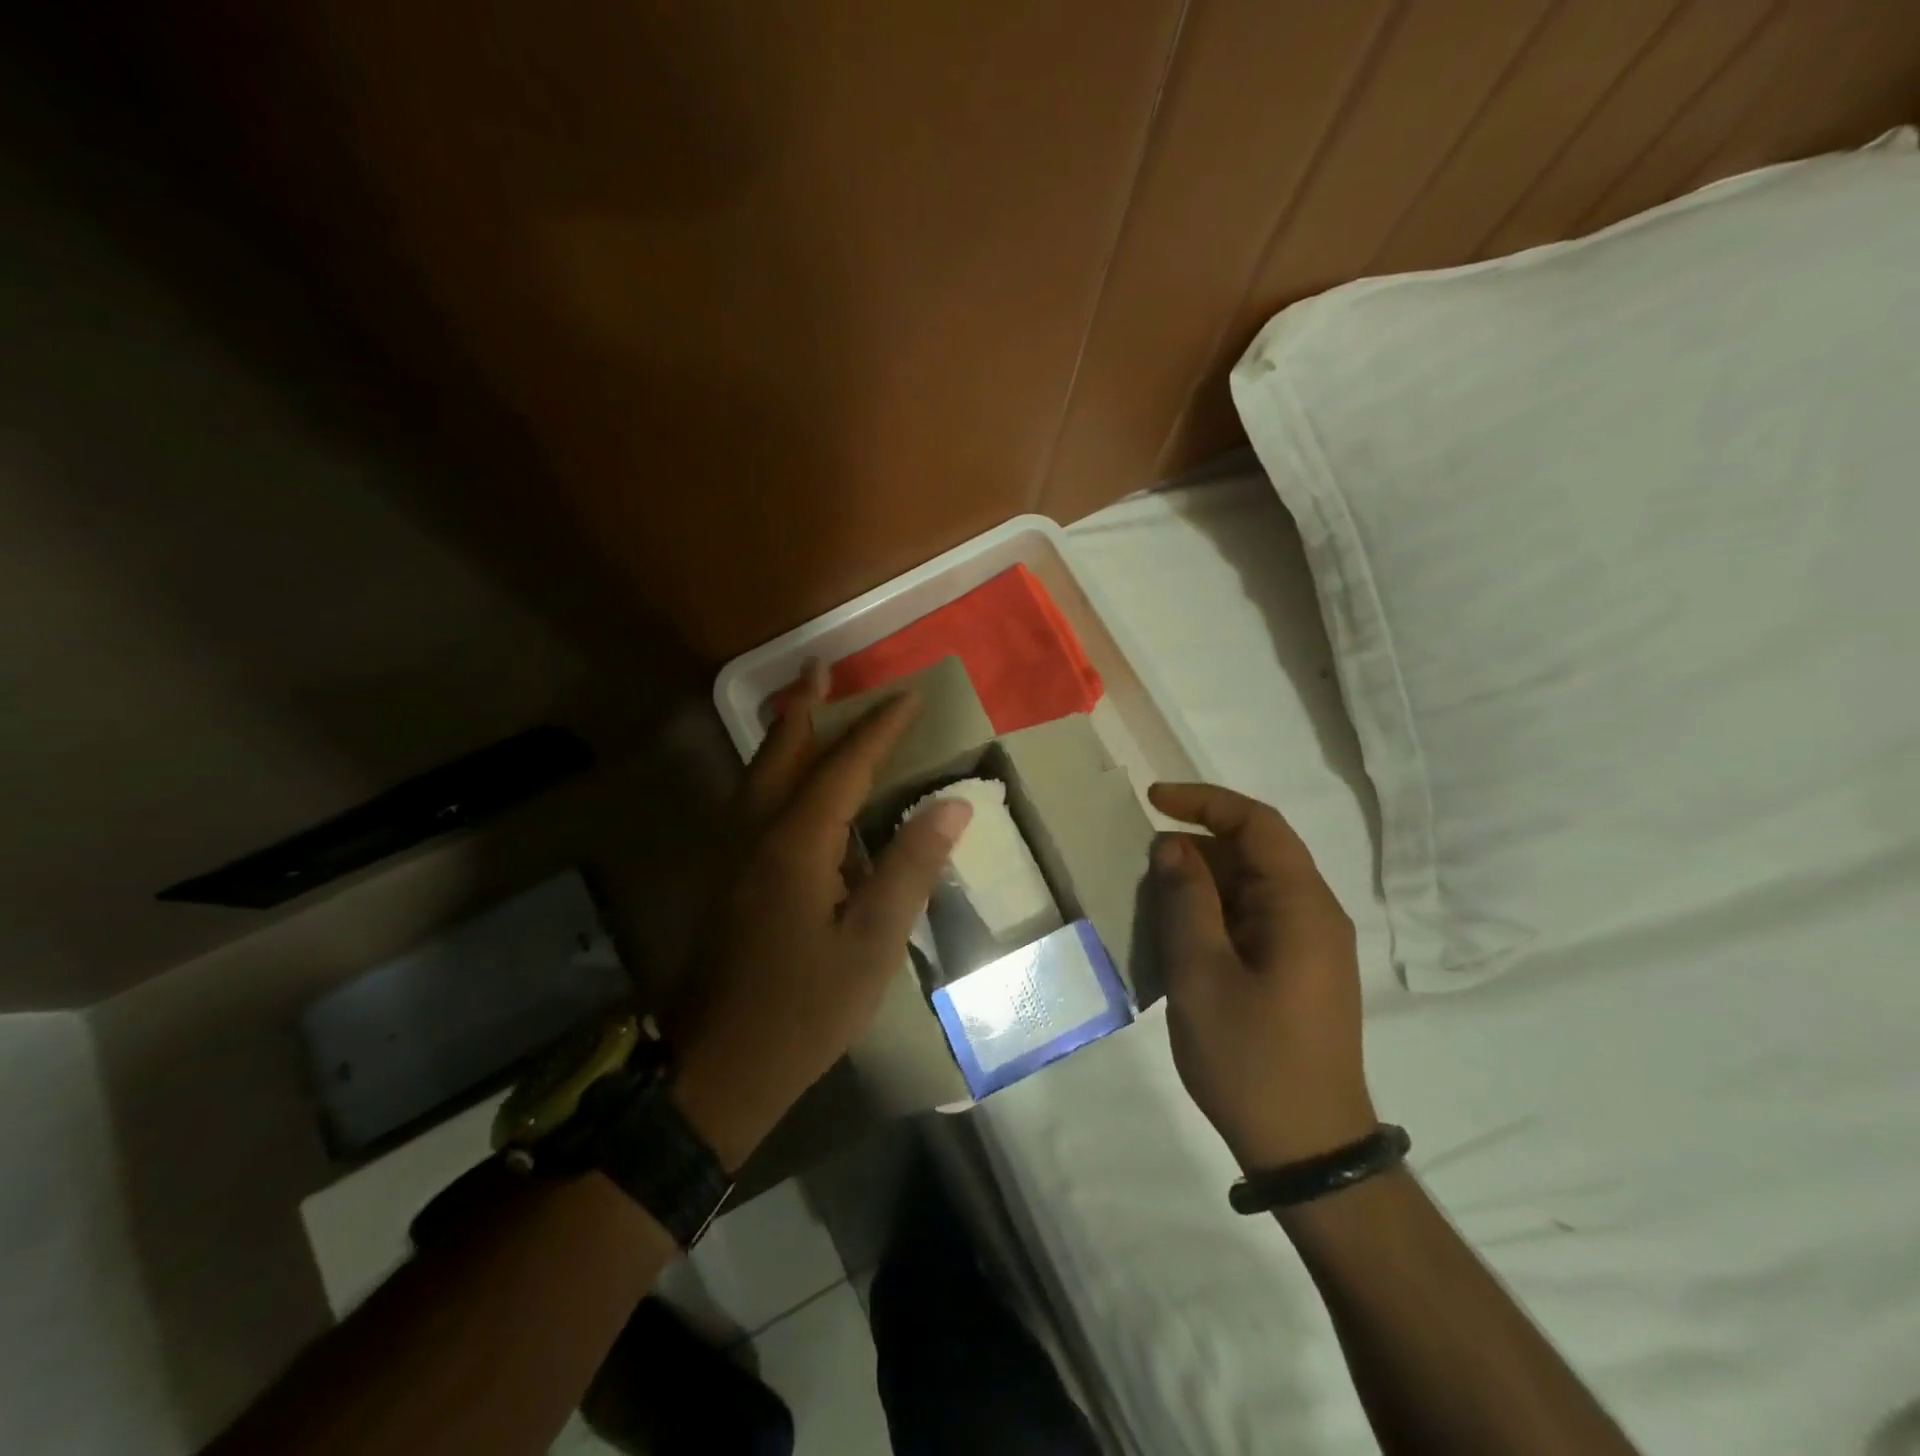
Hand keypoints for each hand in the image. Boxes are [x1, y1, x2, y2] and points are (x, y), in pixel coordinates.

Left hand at [669, 668, 972, 1169]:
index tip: (909, 696)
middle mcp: (756, 834)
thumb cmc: (804, 1009)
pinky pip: (750, 801)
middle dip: (806, 707)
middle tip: (821, 666)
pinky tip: (786, 783)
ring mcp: (732, 855)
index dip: (879, 728)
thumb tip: (952, 805)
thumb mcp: (873, 944)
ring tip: (805, 706)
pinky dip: (772, 770)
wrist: (716, 1067)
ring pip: (757, 774)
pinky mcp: (726, 878)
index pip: (845, 767)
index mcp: (796, 844)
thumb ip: (910, 869)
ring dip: (784, 734)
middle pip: (780, 752)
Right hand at [1147, 782, 1376, 1170]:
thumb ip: (1186, 901)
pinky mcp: (1297, 972)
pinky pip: (1253, 920)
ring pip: (1251, 887)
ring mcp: (1309, 946)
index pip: (1258, 824)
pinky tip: (1178, 938)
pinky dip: (1213, 914)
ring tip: (1153, 902)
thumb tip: (1173, 847)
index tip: (1153, 800)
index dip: (1205, 801)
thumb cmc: (1251, 1059)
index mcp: (1301, 907)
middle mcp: (1314, 916)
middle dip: (1197, 846)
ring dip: (1202, 883)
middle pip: (1256, 853)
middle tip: (1143, 867)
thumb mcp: (1201, 974)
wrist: (1308, 1149)